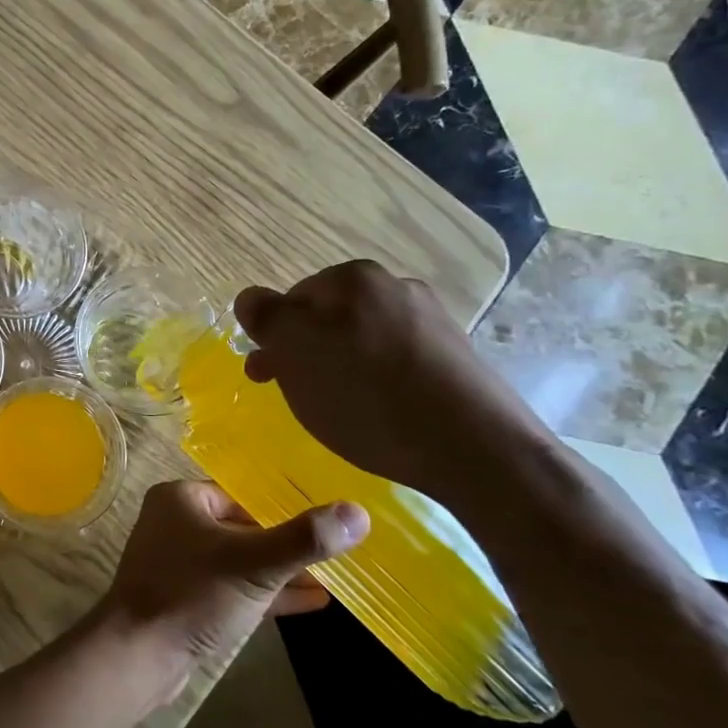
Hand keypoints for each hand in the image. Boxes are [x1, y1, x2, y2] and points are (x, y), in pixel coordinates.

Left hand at [95, 480, 366, 701]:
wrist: (139, 655)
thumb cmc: (193, 595)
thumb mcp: (255, 564)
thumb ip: (304, 539)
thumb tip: (358, 512)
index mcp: (181, 499)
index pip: (242, 495)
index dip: (283, 511)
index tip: (327, 523)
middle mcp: (175, 523)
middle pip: (243, 527)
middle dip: (287, 544)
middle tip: (337, 552)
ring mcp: (179, 563)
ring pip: (240, 561)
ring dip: (281, 572)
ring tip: (333, 579)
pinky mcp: (186, 599)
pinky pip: (233, 588)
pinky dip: (267, 594)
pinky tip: (313, 602)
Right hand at [233, 260, 553, 504]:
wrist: (477, 449)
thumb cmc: (368, 398)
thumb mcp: (296, 354)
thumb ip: (266, 318)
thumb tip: (250, 299)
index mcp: (352, 278)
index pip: (291, 298)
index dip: (273, 336)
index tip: (267, 375)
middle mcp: (394, 286)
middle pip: (327, 317)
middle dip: (304, 352)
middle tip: (295, 393)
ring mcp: (430, 319)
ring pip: (360, 339)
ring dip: (339, 366)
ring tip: (338, 408)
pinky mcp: (454, 355)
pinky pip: (395, 360)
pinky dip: (376, 380)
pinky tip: (379, 412)